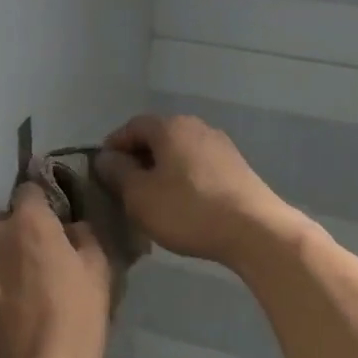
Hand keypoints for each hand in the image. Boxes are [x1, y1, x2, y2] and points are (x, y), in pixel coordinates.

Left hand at [0, 183, 110, 357]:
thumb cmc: (74, 323)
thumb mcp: (99, 273)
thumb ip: (84, 235)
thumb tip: (70, 226)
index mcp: (28, 221)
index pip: (30, 190)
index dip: (44, 208)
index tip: (54, 229)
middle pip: (5, 223)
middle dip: (18, 237)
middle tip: (37, 268)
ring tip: (14, 296)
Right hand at [94, 114, 295, 267]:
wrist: (255, 231)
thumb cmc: (188, 210)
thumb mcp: (139, 196)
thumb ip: (117, 173)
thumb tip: (105, 158)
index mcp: (170, 127)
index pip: (131, 127)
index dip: (113, 147)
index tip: (102, 172)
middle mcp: (197, 126)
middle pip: (157, 137)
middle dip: (137, 159)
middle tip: (124, 188)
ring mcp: (221, 146)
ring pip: (179, 153)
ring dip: (161, 171)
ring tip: (151, 199)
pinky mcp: (237, 168)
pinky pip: (198, 167)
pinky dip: (183, 180)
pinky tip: (181, 204)